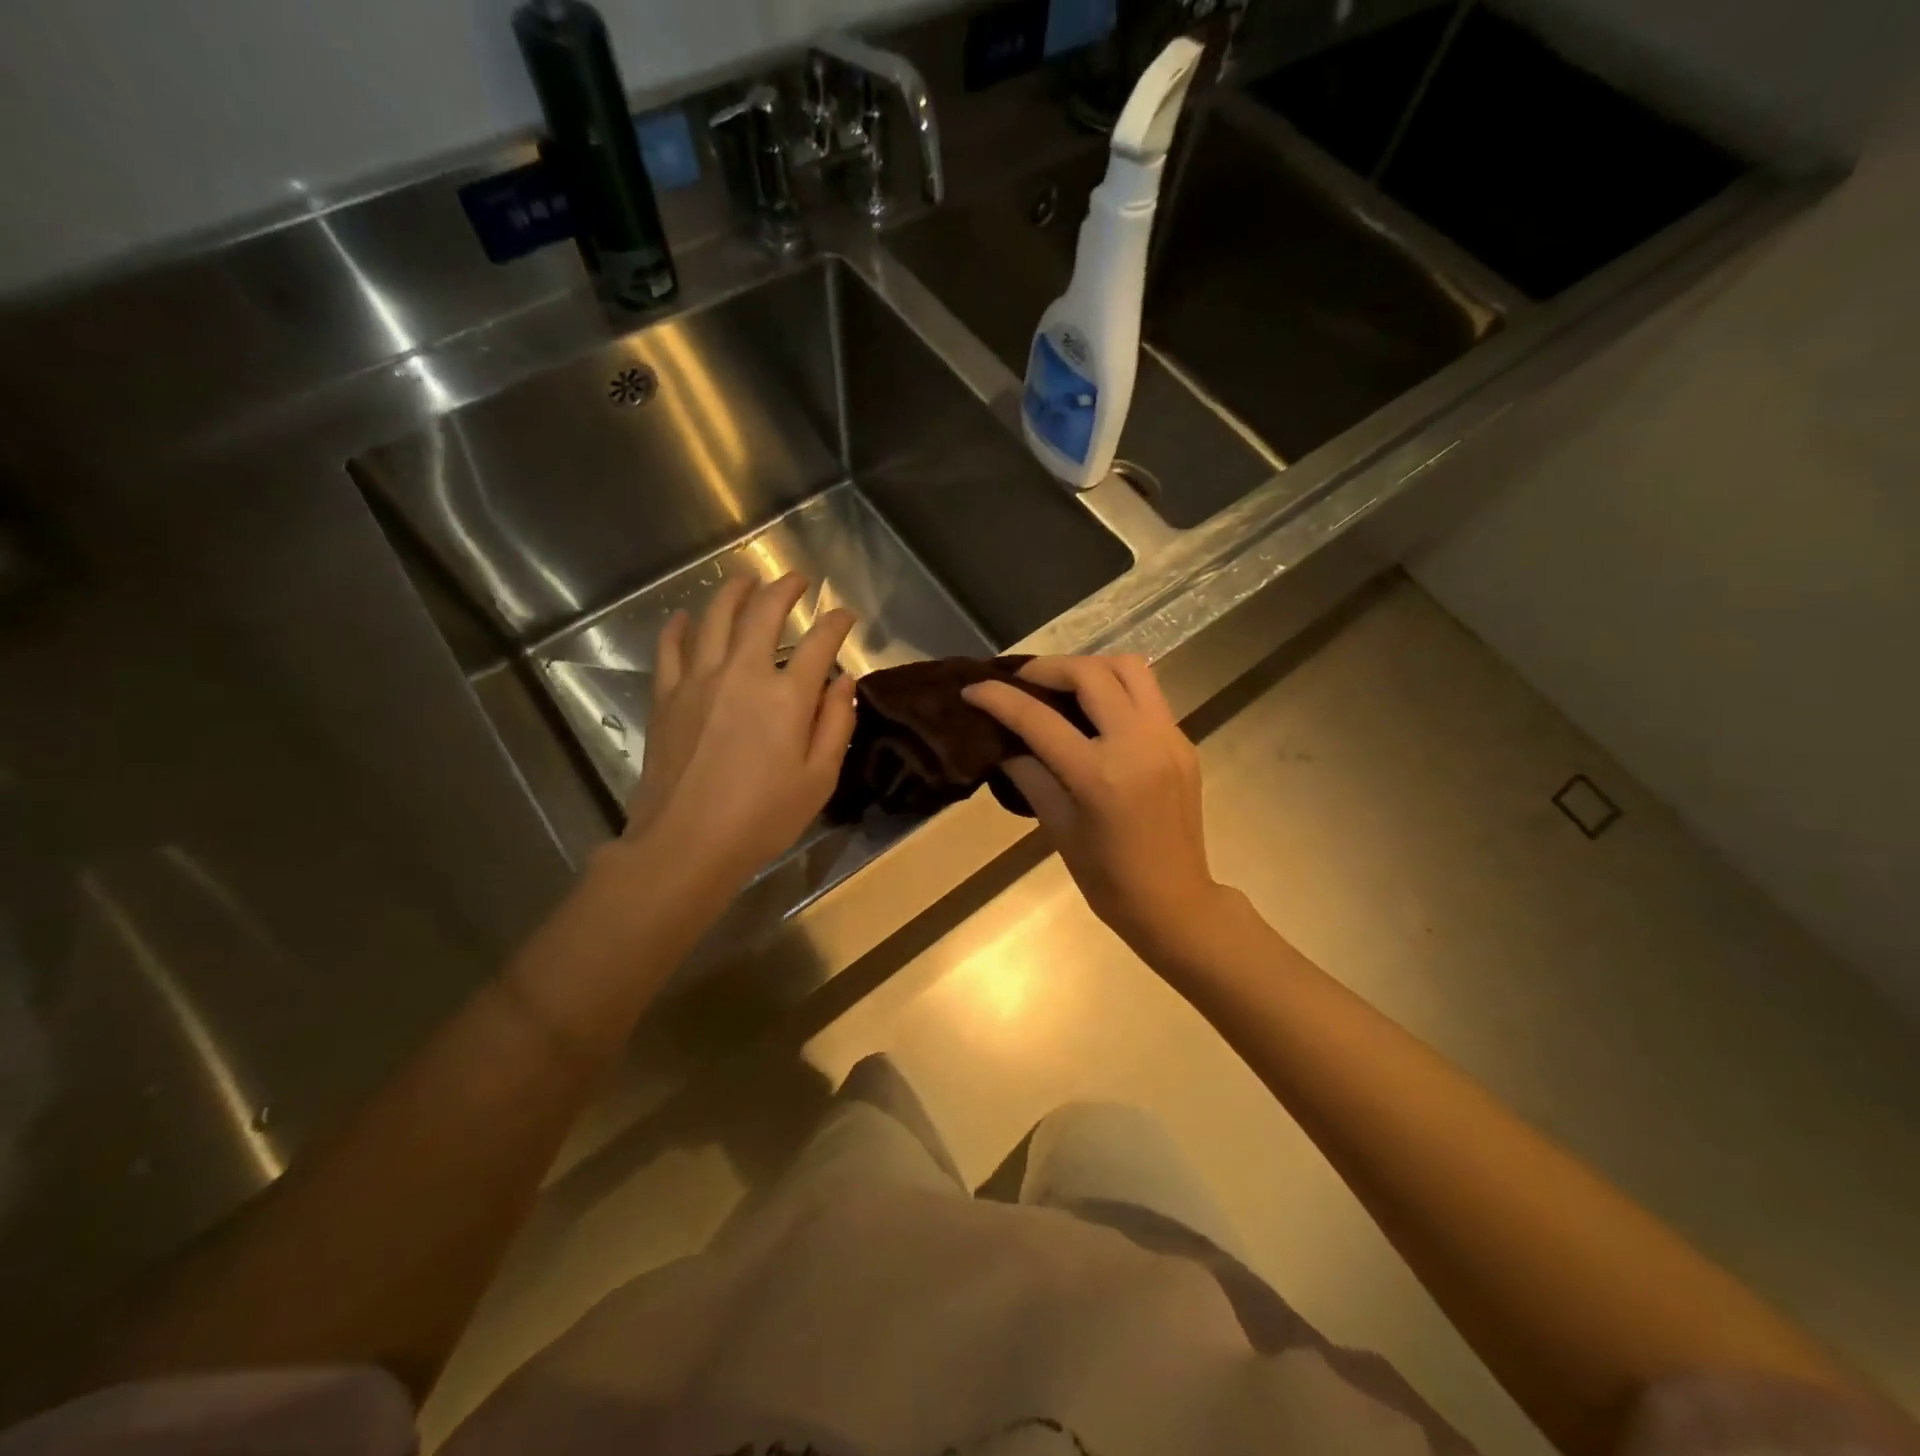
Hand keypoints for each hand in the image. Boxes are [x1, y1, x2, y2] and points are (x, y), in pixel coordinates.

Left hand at [620, 573, 857, 890]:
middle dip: (785, 588)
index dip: (837, 623)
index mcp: (787, 696)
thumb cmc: (762, 818)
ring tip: (745, 579)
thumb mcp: (819, 779)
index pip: (819, 642)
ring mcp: (698, 680)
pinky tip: (686, 617)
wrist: (686, 843)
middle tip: (797, 579)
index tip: (846, 615)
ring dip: (733, 591)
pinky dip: (680, 627)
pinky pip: (671, 647)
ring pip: (715, 617)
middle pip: (764, 613)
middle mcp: (742, 673)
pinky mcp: (667, 696)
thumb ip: (836, 723)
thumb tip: (843, 680)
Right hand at [963, 656, 1226, 960]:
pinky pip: (1149, 695)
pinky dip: (1116, 691)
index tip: (973, 688)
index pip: (1039, 719)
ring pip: (1130, 669)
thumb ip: (1029, 775)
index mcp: (1100, 775)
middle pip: (1091, 674)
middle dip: (1048, 668)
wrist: (1174, 902)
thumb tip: (1003, 741)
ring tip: (1063, 687)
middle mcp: (1138, 744)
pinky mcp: (1183, 741)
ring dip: (1090, 668)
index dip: (1000, 698)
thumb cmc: (1108, 878)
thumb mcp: (1058, 827)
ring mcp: (1168, 738)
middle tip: (1023, 683)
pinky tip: (1097, 715)